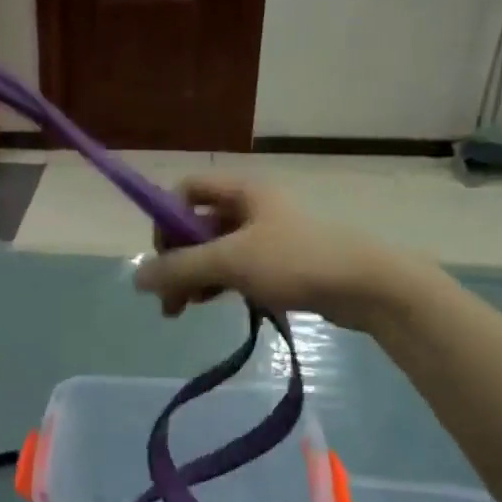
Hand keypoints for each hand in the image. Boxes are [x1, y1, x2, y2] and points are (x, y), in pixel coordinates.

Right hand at [134, 176, 432, 328]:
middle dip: (176, 260)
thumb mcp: (230, 261)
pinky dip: (215, 285)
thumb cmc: (295, 261)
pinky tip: (208, 305)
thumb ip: (180, 268)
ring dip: (192, 278)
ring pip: (213, 252)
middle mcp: (249, 208)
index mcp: (241, 192)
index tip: (163, 255)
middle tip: (167, 299)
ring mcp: (263, 237)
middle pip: (195, 226)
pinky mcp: (276, 264)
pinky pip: (233, 269)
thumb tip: (136, 278)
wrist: (365, 287)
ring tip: (181, 310)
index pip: (186, 191)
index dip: (166, 219)